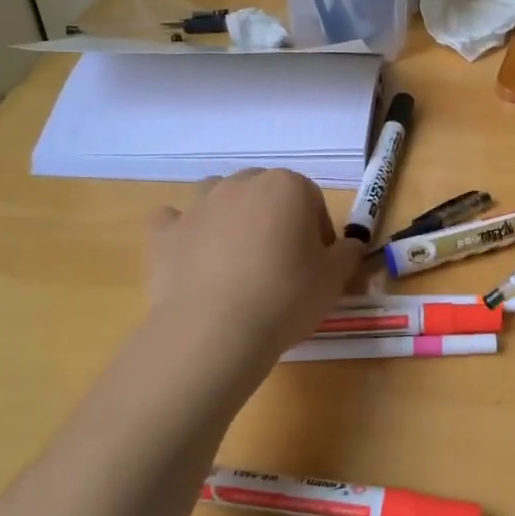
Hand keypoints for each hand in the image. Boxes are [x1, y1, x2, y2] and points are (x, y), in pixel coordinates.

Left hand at [146, 168, 360, 373]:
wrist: (215, 331)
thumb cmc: (286, 297)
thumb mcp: (335, 278)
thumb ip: (348, 253)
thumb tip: (349, 245)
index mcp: (288, 187)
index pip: (312, 200)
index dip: (318, 231)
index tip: (317, 263)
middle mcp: (242, 184)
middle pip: (267, 192)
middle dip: (276, 218)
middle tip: (282, 262)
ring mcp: (199, 205)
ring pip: (221, 196)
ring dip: (232, 216)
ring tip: (239, 258)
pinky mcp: (165, 232)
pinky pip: (175, 220)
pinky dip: (185, 231)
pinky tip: (194, 256)